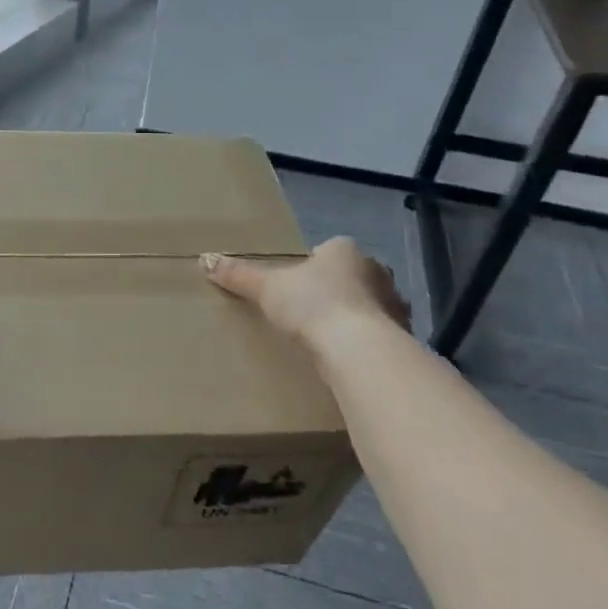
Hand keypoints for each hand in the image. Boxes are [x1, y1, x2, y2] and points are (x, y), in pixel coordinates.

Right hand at [202, 237, 410, 341]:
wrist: (358, 349)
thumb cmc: (312, 304)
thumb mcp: (267, 288)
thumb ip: (239, 275)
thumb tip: (205, 260)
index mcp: (345, 250)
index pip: (329, 250)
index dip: (313, 266)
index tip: (297, 286)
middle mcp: (377, 272)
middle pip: (353, 277)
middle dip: (337, 290)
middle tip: (310, 311)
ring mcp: (395, 305)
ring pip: (370, 306)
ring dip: (356, 317)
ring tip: (328, 338)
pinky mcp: (402, 337)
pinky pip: (380, 336)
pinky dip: (365, 343)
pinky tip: (347, 358)